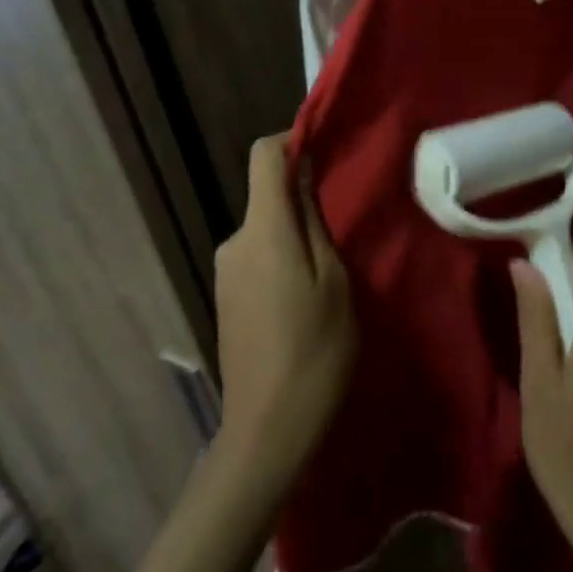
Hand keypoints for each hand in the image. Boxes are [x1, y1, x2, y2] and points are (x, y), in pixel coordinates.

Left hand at [212, 134, 355, 494]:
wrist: (267, 431)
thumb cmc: (314, 351)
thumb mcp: (334, 281)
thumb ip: (314, 221)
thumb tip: (304, 173)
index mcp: (262, 230)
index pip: (263, 156)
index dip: (292, 140)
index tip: (327, 150)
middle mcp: (234, 241)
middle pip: (266, 194)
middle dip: (303, 197)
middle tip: (347, 225)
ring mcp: (225, 271)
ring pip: (266, 227)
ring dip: (296, 233)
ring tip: (334, 266)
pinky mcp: (226, 296)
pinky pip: (257, 255)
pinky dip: (283, 257)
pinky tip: (307, 294)